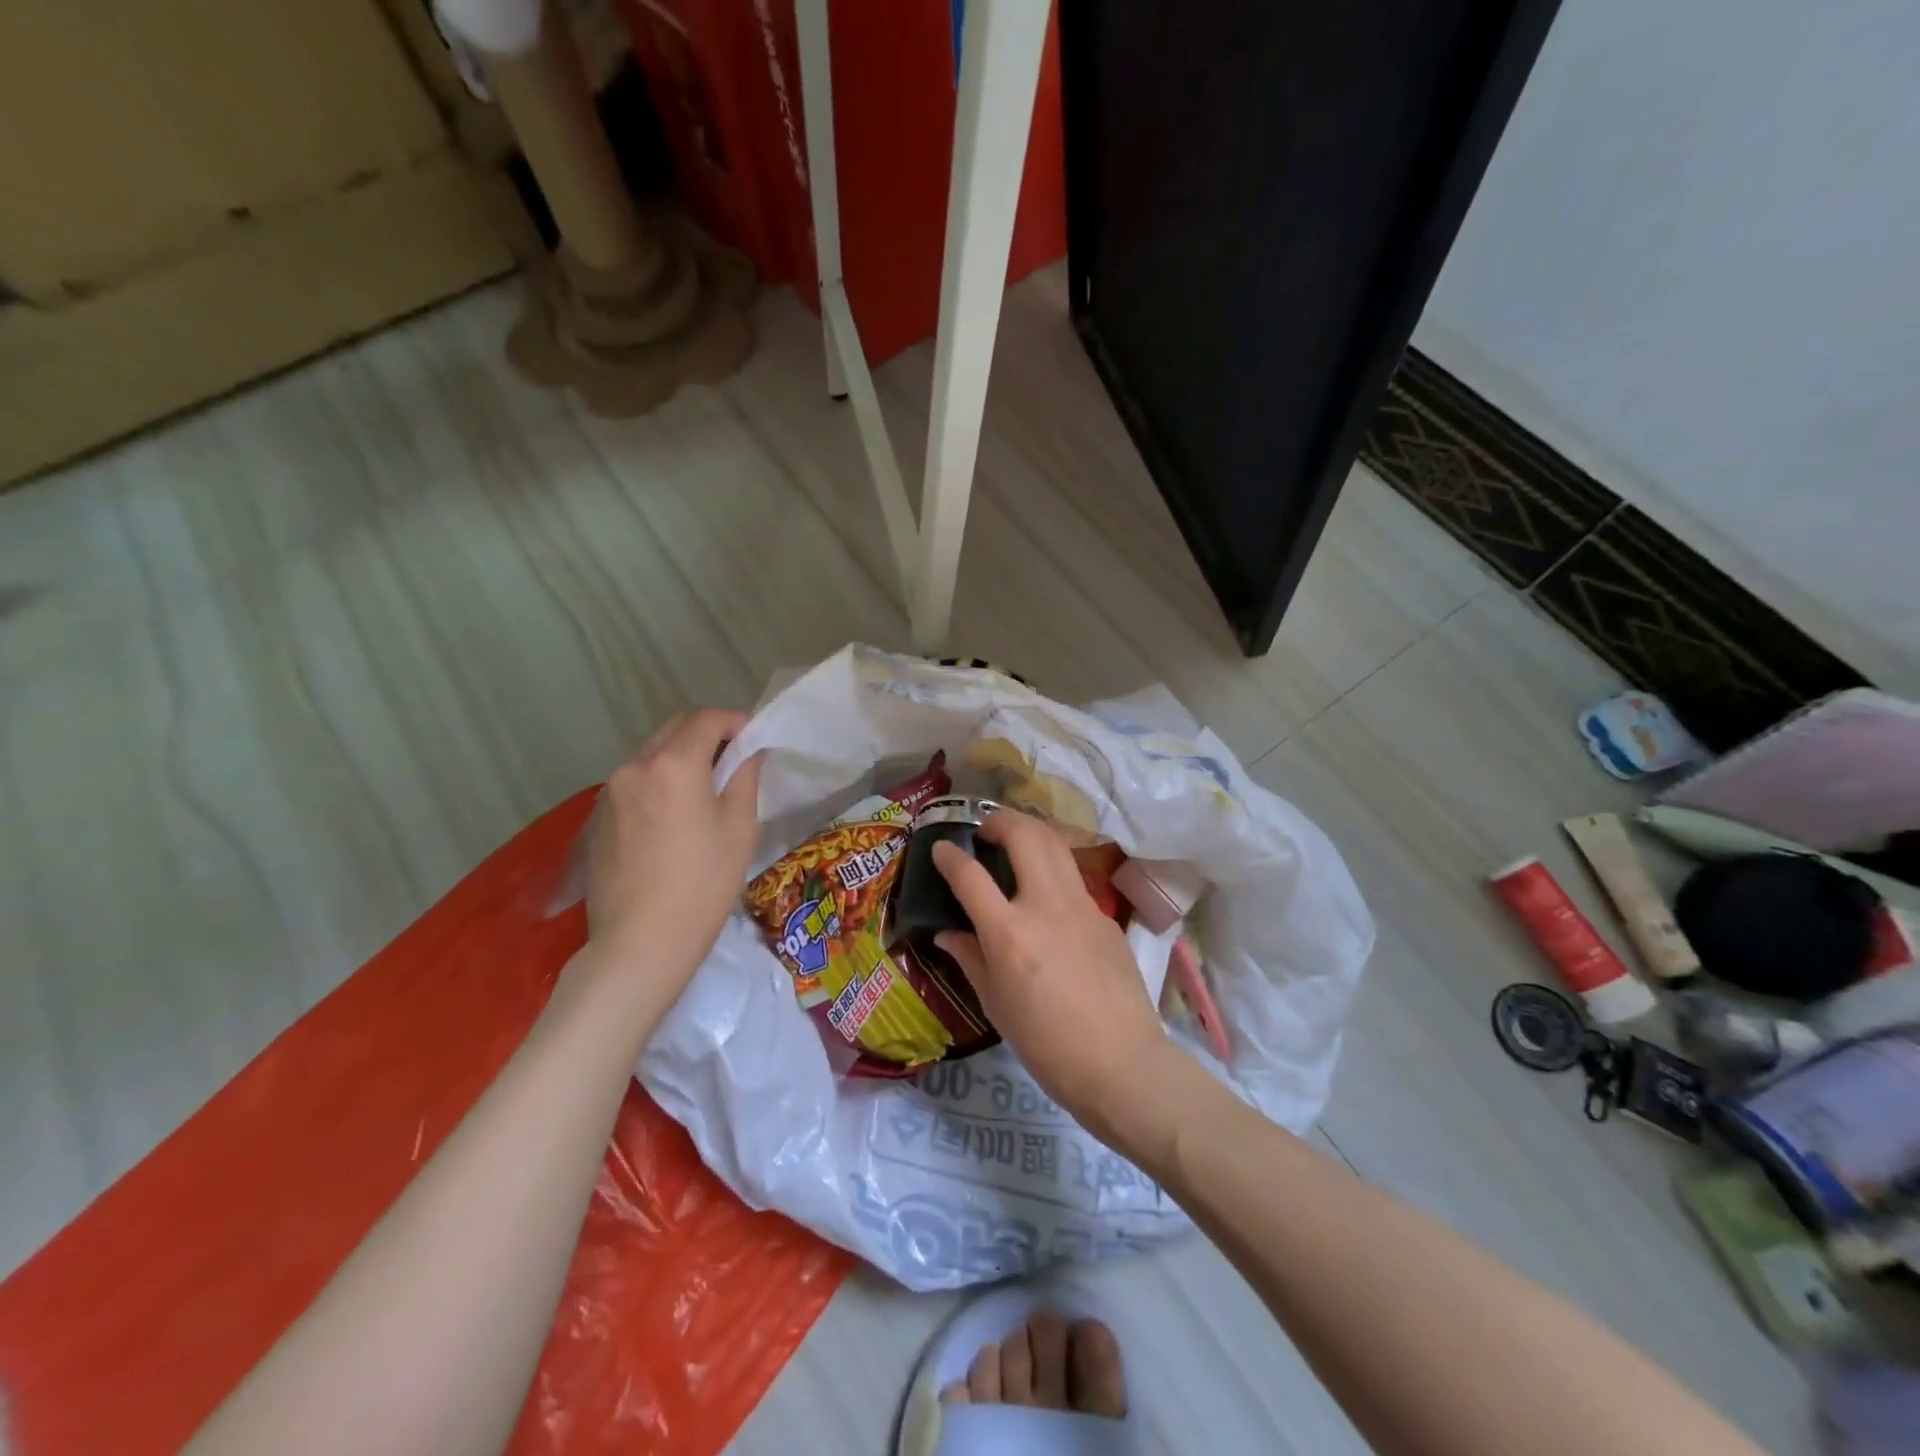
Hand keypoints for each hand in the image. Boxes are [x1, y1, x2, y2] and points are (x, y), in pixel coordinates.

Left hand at [583, 708, 763, 995]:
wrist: (640, 943)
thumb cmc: (703, 884)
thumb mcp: (740, 828)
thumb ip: (745, 778)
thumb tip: (748, 753)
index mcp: (674, 764)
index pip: (707, 719)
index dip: (736, 722)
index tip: (754, 742)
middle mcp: (635, 766)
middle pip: (674, 728)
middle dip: (707, 733)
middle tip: (733, 761)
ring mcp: (609, 792)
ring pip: (651, 753)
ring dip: (680, 756)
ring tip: (704, 789)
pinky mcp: (597, 817)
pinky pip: (634, 781)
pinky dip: (658, 781)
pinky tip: (672, 817)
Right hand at [932, 809, 1170, 1128]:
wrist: (1121, 1063)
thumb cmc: (1046, 1044)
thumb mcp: (996, 1004)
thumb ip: (969, 958)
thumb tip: (947, 934)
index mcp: (1009, 932)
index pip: (970, 875)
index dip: (949, 856)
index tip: (940, 848)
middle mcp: (1046, 905)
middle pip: (1024, 835)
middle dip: (999, 821)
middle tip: (984, 831)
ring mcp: (1082, 906)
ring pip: (1055, 844)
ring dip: (1030, 832)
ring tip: (1014, 841)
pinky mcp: (1105, 916)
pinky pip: (1073, 879)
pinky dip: (1052, 869)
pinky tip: (1046, 894)